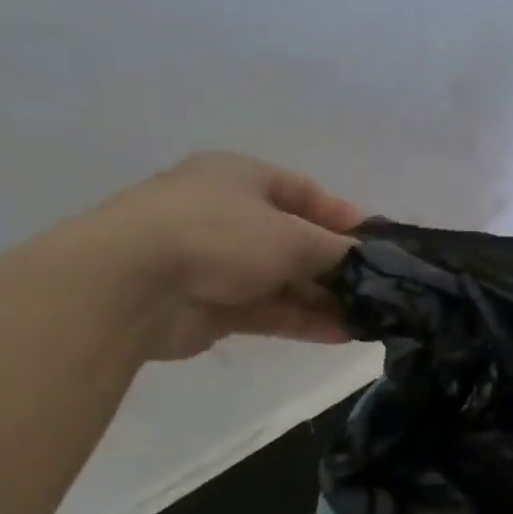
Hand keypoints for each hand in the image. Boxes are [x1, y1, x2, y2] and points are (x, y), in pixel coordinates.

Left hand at [73, 152, 364, 360]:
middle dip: (336, 267)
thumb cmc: (219, 235)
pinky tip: (341, 335)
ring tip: (368, 320)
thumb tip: (370, 261)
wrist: (134, 285)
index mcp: (241, 178)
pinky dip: (303, 321)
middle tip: (378, 290)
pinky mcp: (214, 306)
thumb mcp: (291, 235)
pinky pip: (269, 311)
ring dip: (324, 300)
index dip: (341, 216)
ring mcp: (219, 263)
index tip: (378, 242)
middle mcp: (229, 216)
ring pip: (284, 282)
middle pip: (295, 242)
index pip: (302, 191)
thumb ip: (337, 250)